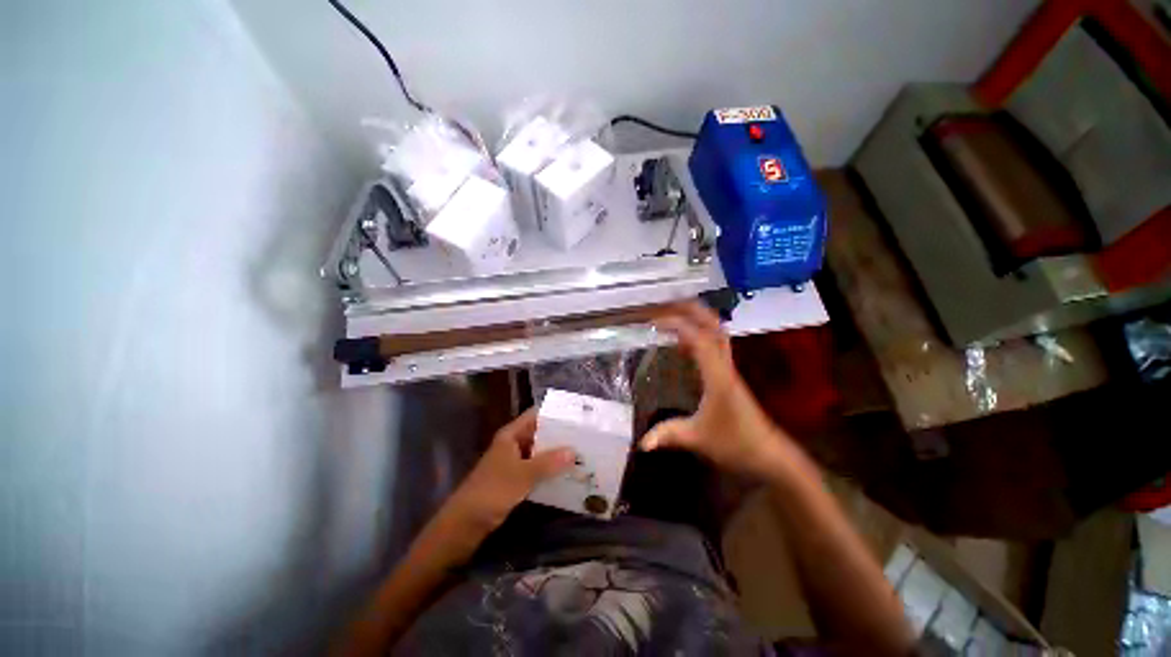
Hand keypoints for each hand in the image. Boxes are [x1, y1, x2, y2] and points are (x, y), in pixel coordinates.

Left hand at [443, 409, 575, 534]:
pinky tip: (566, 474)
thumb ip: (548, 463)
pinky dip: (549, 470)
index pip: (535, 415)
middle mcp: (513, 444)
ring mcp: (513, 462)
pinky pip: (536, 469)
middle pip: (539, 433)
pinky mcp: (515, 479)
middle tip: (585, 437)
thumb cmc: (491, 492)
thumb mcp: (522, 475)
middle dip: (559, 436)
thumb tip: (574, 451)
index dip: (554, 414)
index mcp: (511, 435)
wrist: (464, 525)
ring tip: (581, 454)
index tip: (576, 416)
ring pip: (539, 452)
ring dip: (556, 454)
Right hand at [642, 302, 792, 479]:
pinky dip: (699, 335)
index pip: (699, 339)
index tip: (654, 322)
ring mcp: (729, 368)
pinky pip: (714, 345)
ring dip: (696, 319)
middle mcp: (725, 366)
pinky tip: (683, 343)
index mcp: (718, 376)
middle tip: (665, 305)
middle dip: (691, 310)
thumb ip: (669, 435)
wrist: (770, 454)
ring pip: (717, 332)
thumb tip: (641, 443)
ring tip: (672, 316)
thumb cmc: (736, 444)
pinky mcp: (729, 375)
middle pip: (713, 326)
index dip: (677, 325)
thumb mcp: (698, 439)